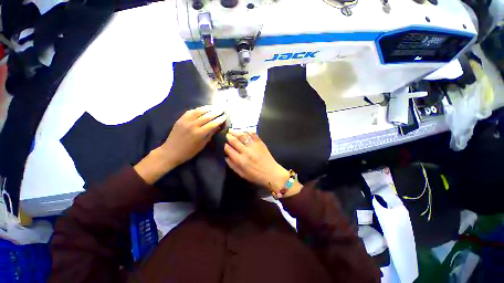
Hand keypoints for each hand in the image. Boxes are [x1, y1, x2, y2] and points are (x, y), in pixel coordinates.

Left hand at [135, 106, 225, 183]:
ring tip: (214, 107)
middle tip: (221, 109)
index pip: (212, 124)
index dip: (219, 119)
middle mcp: (193, 125)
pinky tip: (202, 109)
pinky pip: (190, 111)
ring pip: (198, 111)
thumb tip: (218, 127)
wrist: (171, 152)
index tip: (225, 117)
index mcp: (199, 133)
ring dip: (207, 108)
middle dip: (215, 112)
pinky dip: (197, 109)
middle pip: (207, 116)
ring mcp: (185, 121)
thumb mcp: (202, 145)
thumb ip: (210, 134)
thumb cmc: (189, 152)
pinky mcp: (180, 119)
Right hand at [224, 131, 301, 196]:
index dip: (224, 145)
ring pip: (243, 136)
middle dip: (229, 136)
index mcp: (240, 160)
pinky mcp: (260, 143)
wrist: (271, 173)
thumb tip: (225, 157)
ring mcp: (253, 146)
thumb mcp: (242, 174)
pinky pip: (253, 134)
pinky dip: (247, 131)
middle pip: (234, 141)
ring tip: (232, 130)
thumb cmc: (256, 176)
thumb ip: (232, 165)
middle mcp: (246, 151)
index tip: (223, 143)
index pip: (229, 149)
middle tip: (226, 134)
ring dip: (236, 132)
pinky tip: (243, 130)